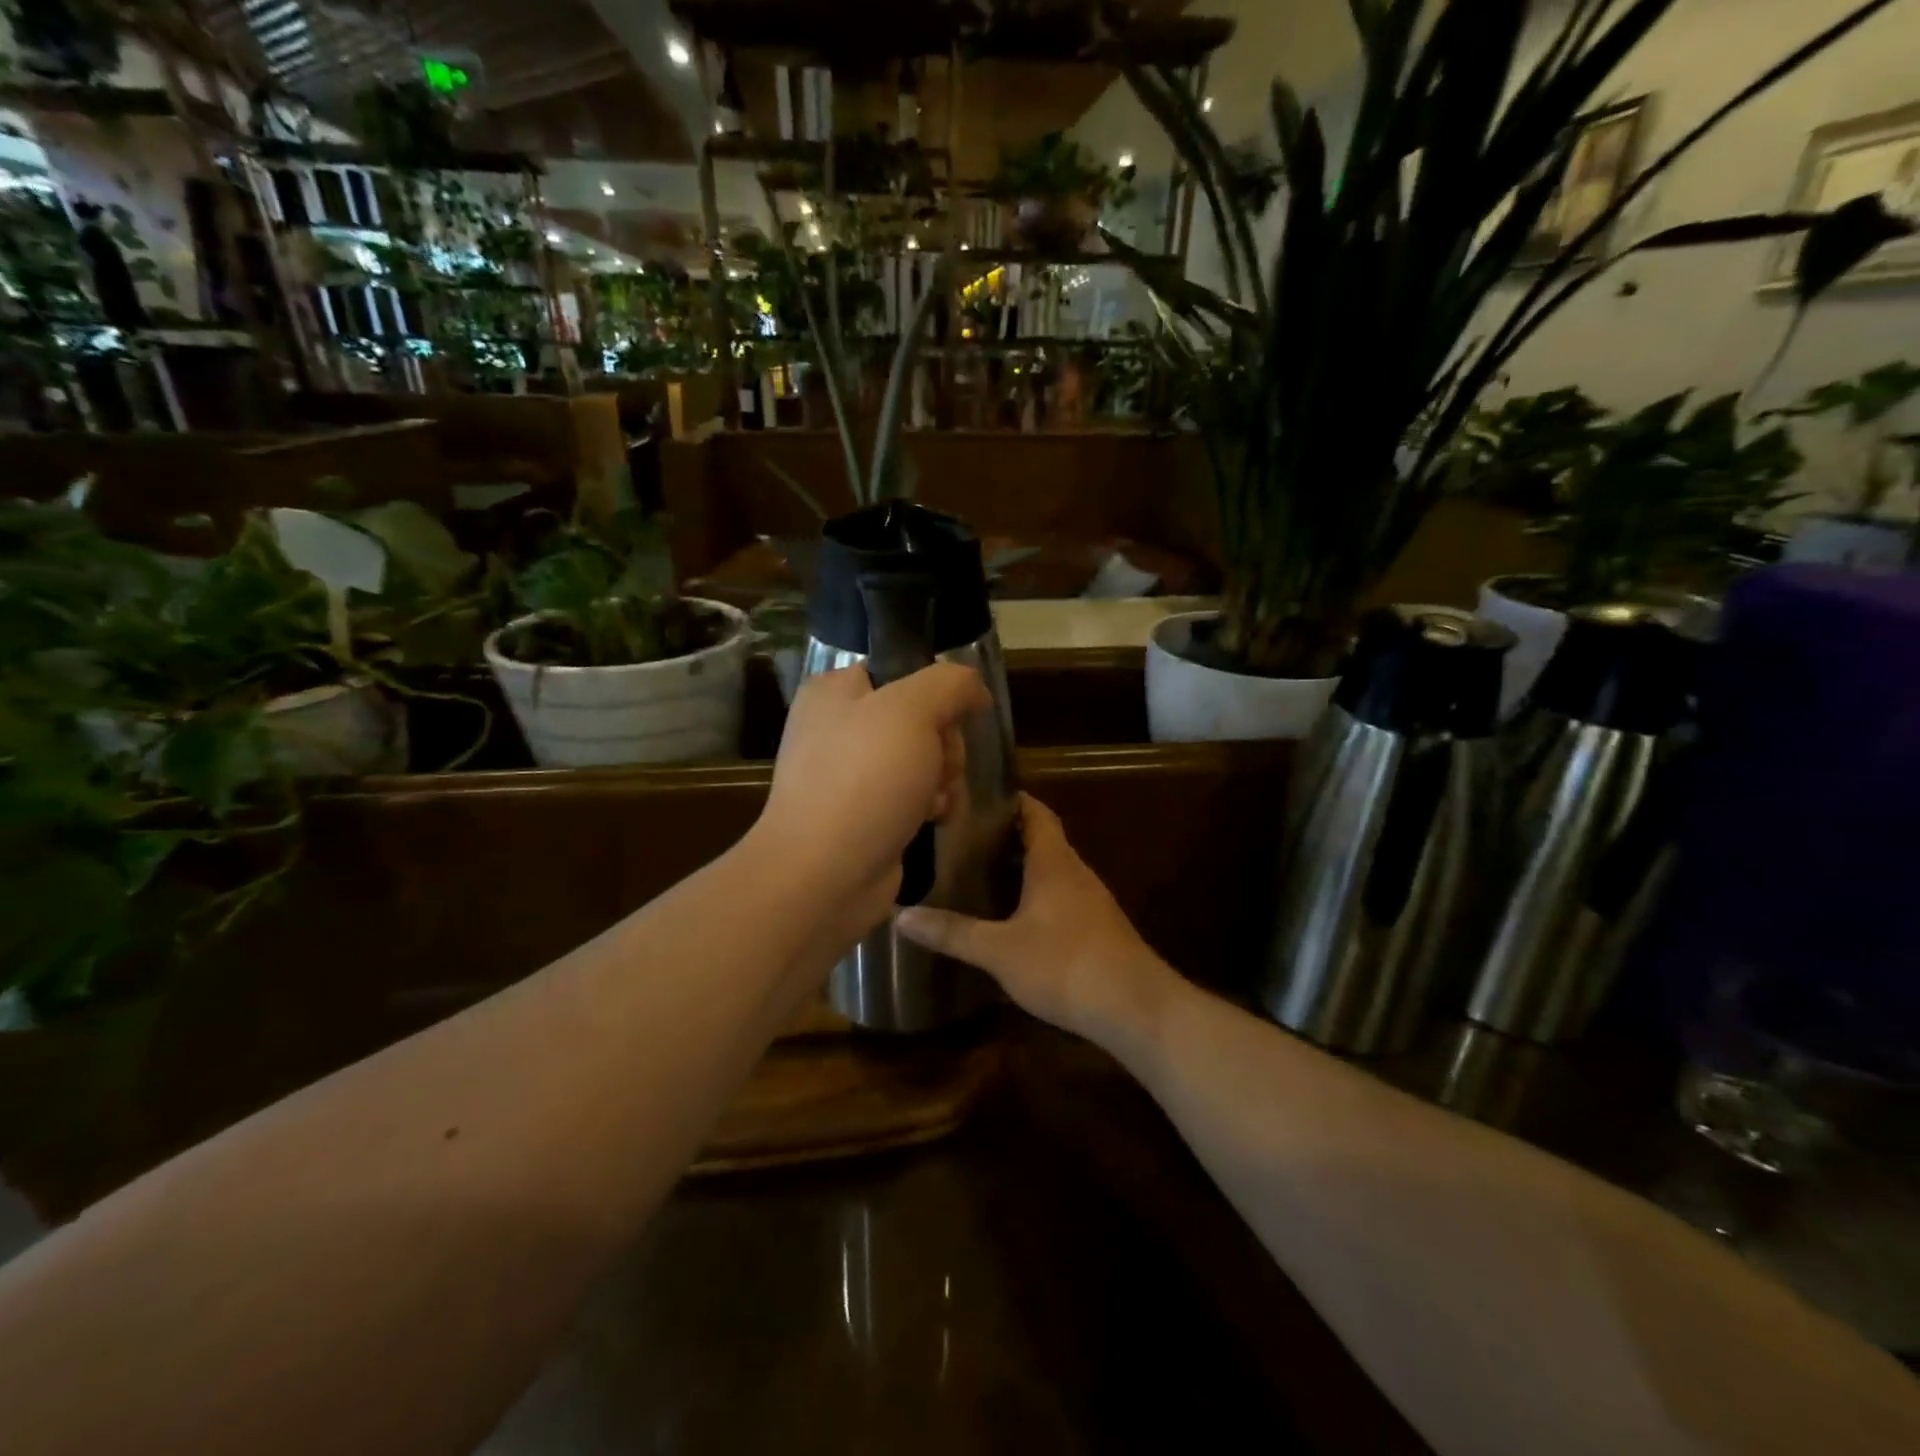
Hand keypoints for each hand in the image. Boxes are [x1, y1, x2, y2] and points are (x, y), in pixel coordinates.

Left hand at [751, 663, 991, 938]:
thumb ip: (950, 683)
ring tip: (934, 800)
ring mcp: (849, 776)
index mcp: (835, 692)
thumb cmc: (865, 779)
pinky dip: (929, 807)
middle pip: (920, 720)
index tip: (949, 719)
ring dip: (943, 779)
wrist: (825, 874)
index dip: (935, 695)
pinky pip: (912, 797)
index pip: (901, 673)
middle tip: (941, 766)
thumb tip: (973, 689)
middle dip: (945, 745)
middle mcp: (838, 729)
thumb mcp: (913, 710)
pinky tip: (931, 821)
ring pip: (923, 761)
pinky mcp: (863, 816)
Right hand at [896, 794, 1176, 1045]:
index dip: (1013, 800)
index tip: (980, 797)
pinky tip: (1017, 920)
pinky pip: (1064, 900)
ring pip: (1055, 873)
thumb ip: (953, 932)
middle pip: (1044, 841)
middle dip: (1009, 837)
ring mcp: (1093, 903)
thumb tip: (901, 916)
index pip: (1037, 813)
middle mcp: (1077, 873)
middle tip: (967, 840)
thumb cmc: (1065, 964)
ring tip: (984, 875)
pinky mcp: (1100, 930)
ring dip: (1025, 869)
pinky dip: (1039, 898)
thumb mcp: (1000, 950)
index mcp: (1055, 863)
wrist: (1135, 1008)